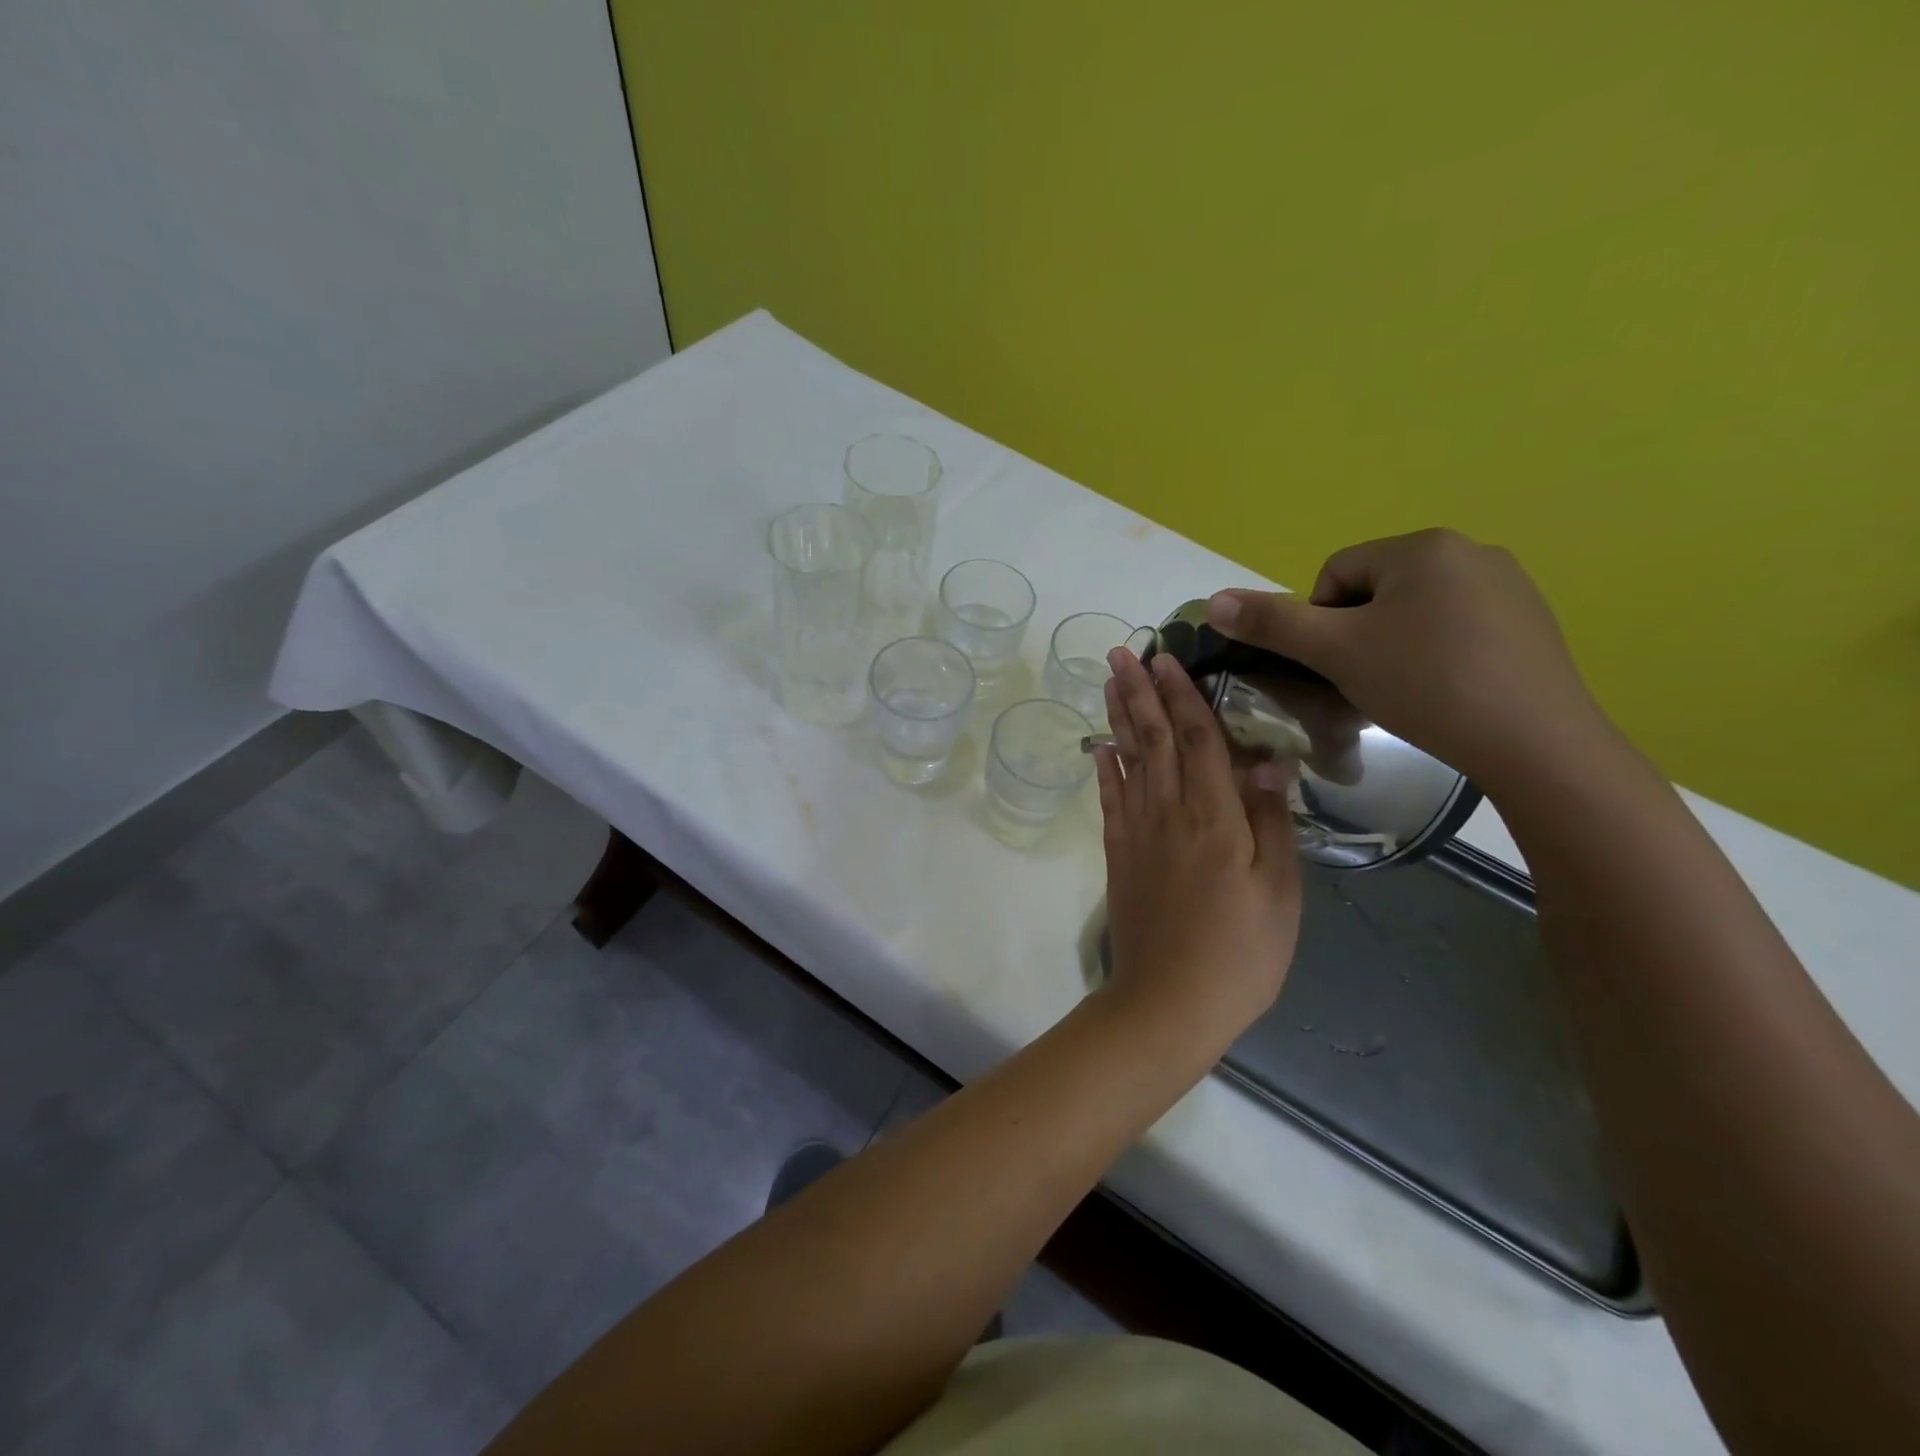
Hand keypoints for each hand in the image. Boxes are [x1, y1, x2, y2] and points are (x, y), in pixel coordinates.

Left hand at [1096, 649, 1302, 1042]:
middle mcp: (1169, 813)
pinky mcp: (1118, 855)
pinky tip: (1099, 746)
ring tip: (1107, 681)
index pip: (1198, 740)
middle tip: (1121, 651)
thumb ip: (1272, 820)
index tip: (1166, 658)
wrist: (1169, 1002)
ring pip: (1127, 760)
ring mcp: (1137, 833)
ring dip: (1118, 717)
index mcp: (1216, 818)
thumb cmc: (1241, 953)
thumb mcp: (1279, 891)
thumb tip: (1268, 759)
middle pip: (1154, 739)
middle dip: (1138, 692)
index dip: (1183, 696)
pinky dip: (1103, 768)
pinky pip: (1109, 800)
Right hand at [1207, 528, 1609, 791]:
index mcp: (1422, 547)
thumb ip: (1272, 623)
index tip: (1334, 665)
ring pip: (1416, 611)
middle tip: (1364, 681)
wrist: (1535, 742)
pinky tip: (1445, 692)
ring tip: (1404, 690)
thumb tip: (1213, 601)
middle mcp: (1470, 551)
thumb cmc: (1425, 684)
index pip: (1335, 574)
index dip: (1319, 623)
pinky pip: (1458, 627)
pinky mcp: (1532, 622)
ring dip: (1393, 645)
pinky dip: (1437, 655)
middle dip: (1357, 634)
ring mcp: (1509, 585)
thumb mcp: (1335, 652)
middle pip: (1375, 590)